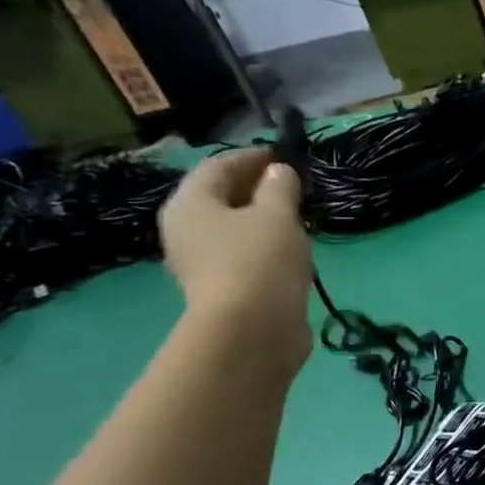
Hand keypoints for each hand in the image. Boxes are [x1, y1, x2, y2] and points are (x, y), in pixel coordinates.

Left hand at [159, 149, 312, 365]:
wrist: (252, 329)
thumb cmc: (260, 260)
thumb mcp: (277, 214)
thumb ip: (280, 187)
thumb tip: (279, 172)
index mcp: (190, 203)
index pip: (219, 166)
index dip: (252, 156)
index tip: (285, 154)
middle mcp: (186, 229)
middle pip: (222, 197)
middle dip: (257, 187)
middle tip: (294, 184)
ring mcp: (202, 261)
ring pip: (234, 227)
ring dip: (263, 218)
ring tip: (298, 216)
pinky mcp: (223, 287)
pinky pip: (244, 254)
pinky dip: (266, 245)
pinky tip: (292, 249)